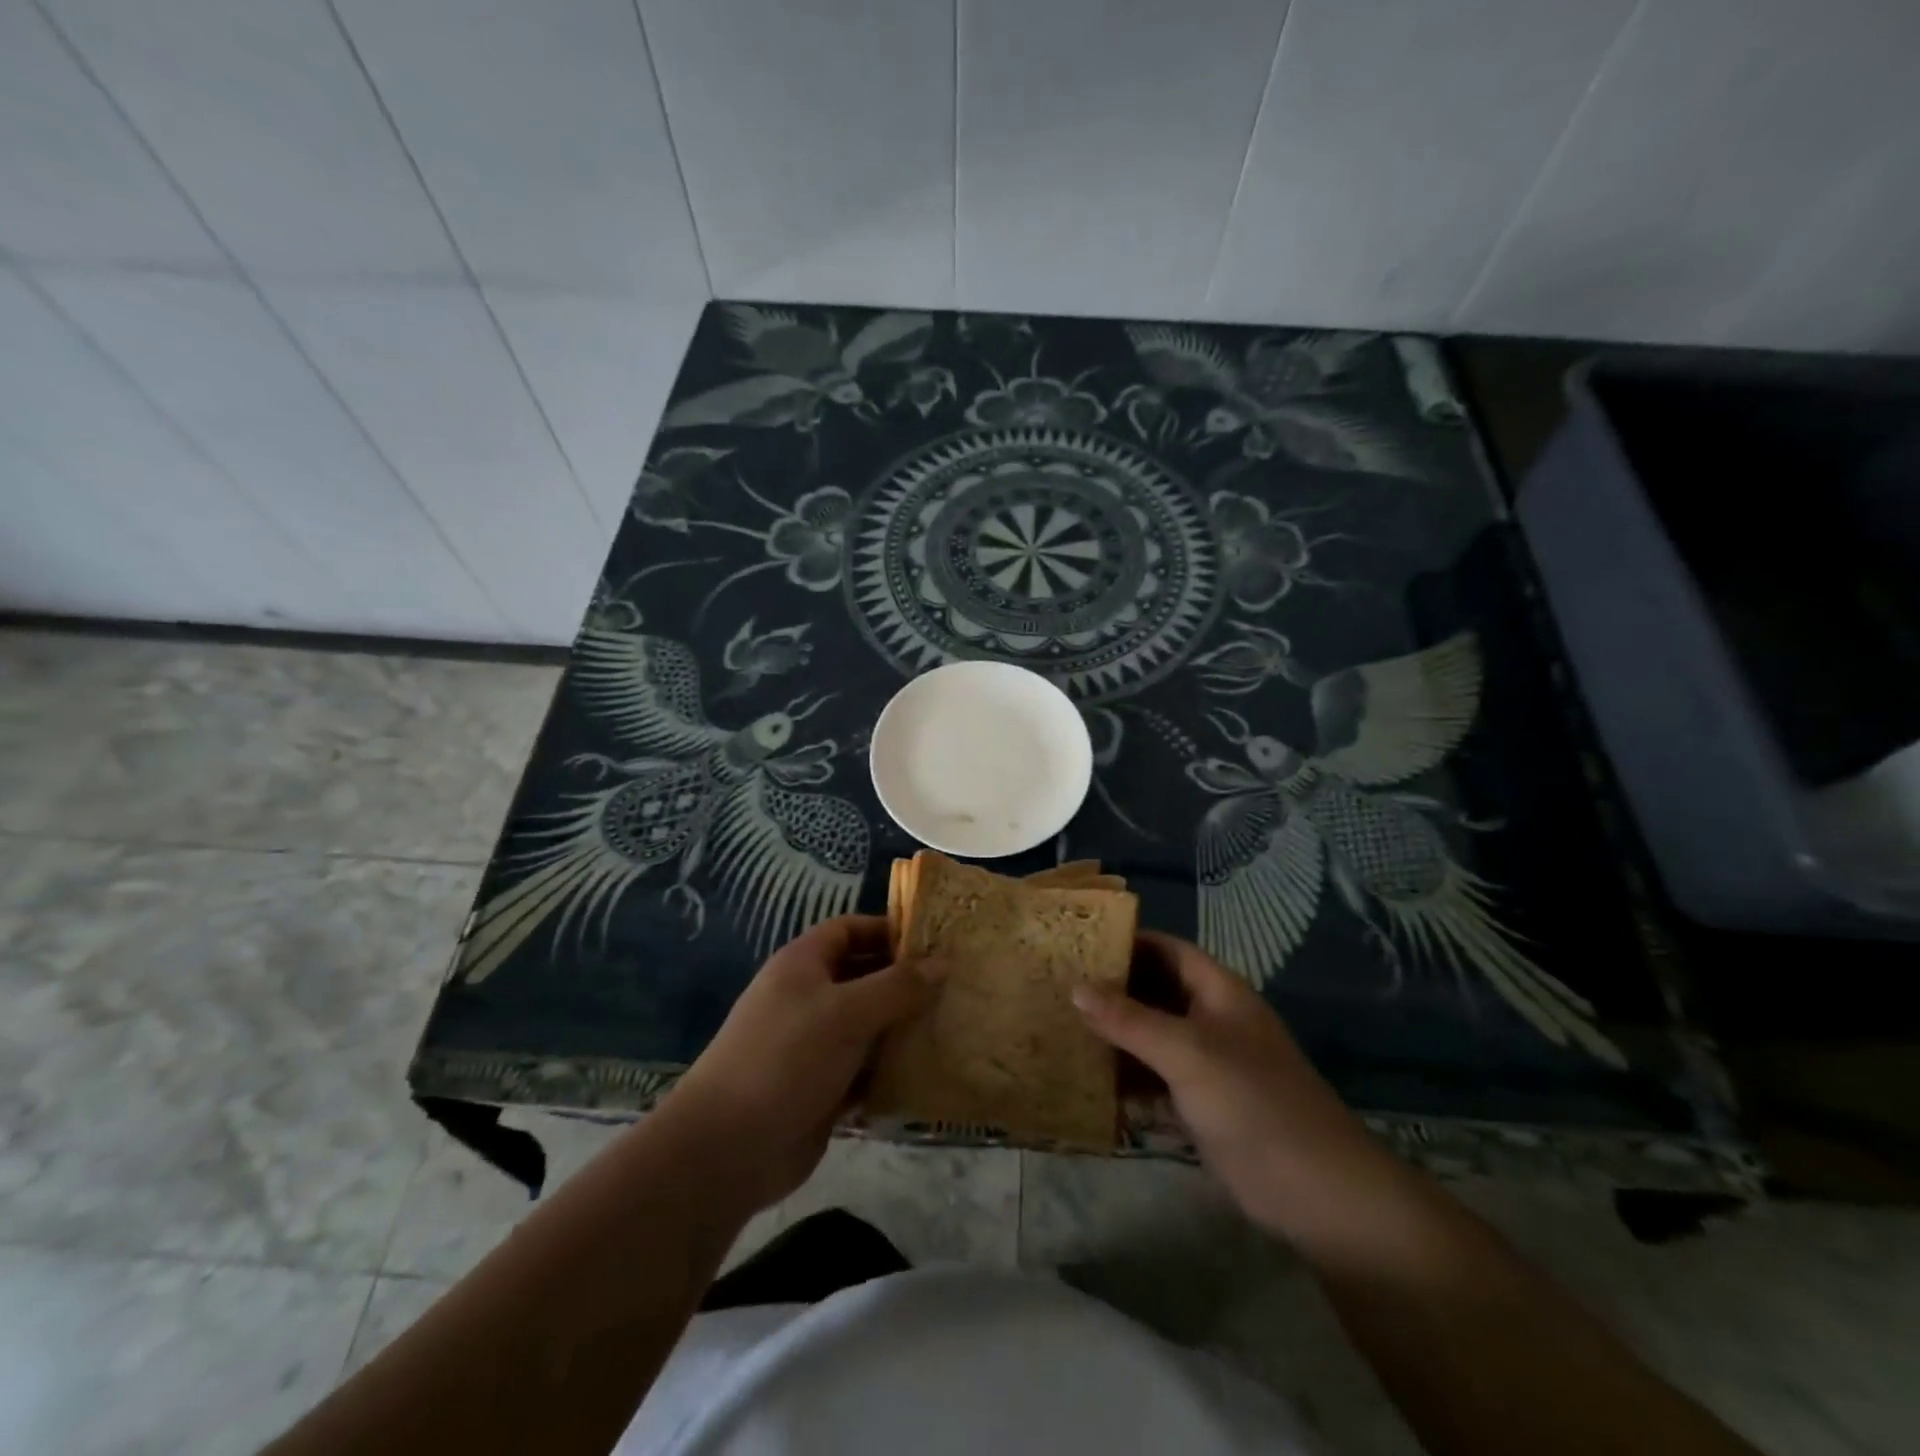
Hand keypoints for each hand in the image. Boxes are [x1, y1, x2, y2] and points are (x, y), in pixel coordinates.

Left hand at [664, 915, 939, 1213]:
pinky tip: (930, 1072)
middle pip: (863, 977)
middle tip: (956, 986)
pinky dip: (892, 1069)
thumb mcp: (847, 1012)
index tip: (934, 942)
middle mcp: (808, 998)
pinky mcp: (823, 1088)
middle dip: (905, 981)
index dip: (888, 930)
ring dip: (903, 1027)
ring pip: (868, 1025)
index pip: (849, 929)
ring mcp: (814, 1045)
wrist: (727, 1148)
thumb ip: (897, 987)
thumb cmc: (786, 1058)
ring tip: (954, 1025)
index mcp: (803, 964)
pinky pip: (866, 1069)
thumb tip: (942, 964)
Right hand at [1074, 932, 1394, 1242]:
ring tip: (1060, 1029)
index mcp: (1217, 992)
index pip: (1166, 950)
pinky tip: (1086, 1082)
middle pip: (1154, 993)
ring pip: (1150, 1038)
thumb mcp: (1186, 1052)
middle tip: (1057, 987)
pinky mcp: (1199, 1105)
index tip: (1079, 944)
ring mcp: (1205, 1064)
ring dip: (1113, 1037)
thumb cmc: (1252, 1100)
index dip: (1127, 942)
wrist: (1315, 1190)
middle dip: (1111, 991)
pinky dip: (1125, 1080)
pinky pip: (1153, 1081)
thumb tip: (1075, 987)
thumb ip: (1129, 1020)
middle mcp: (1209, 1020)